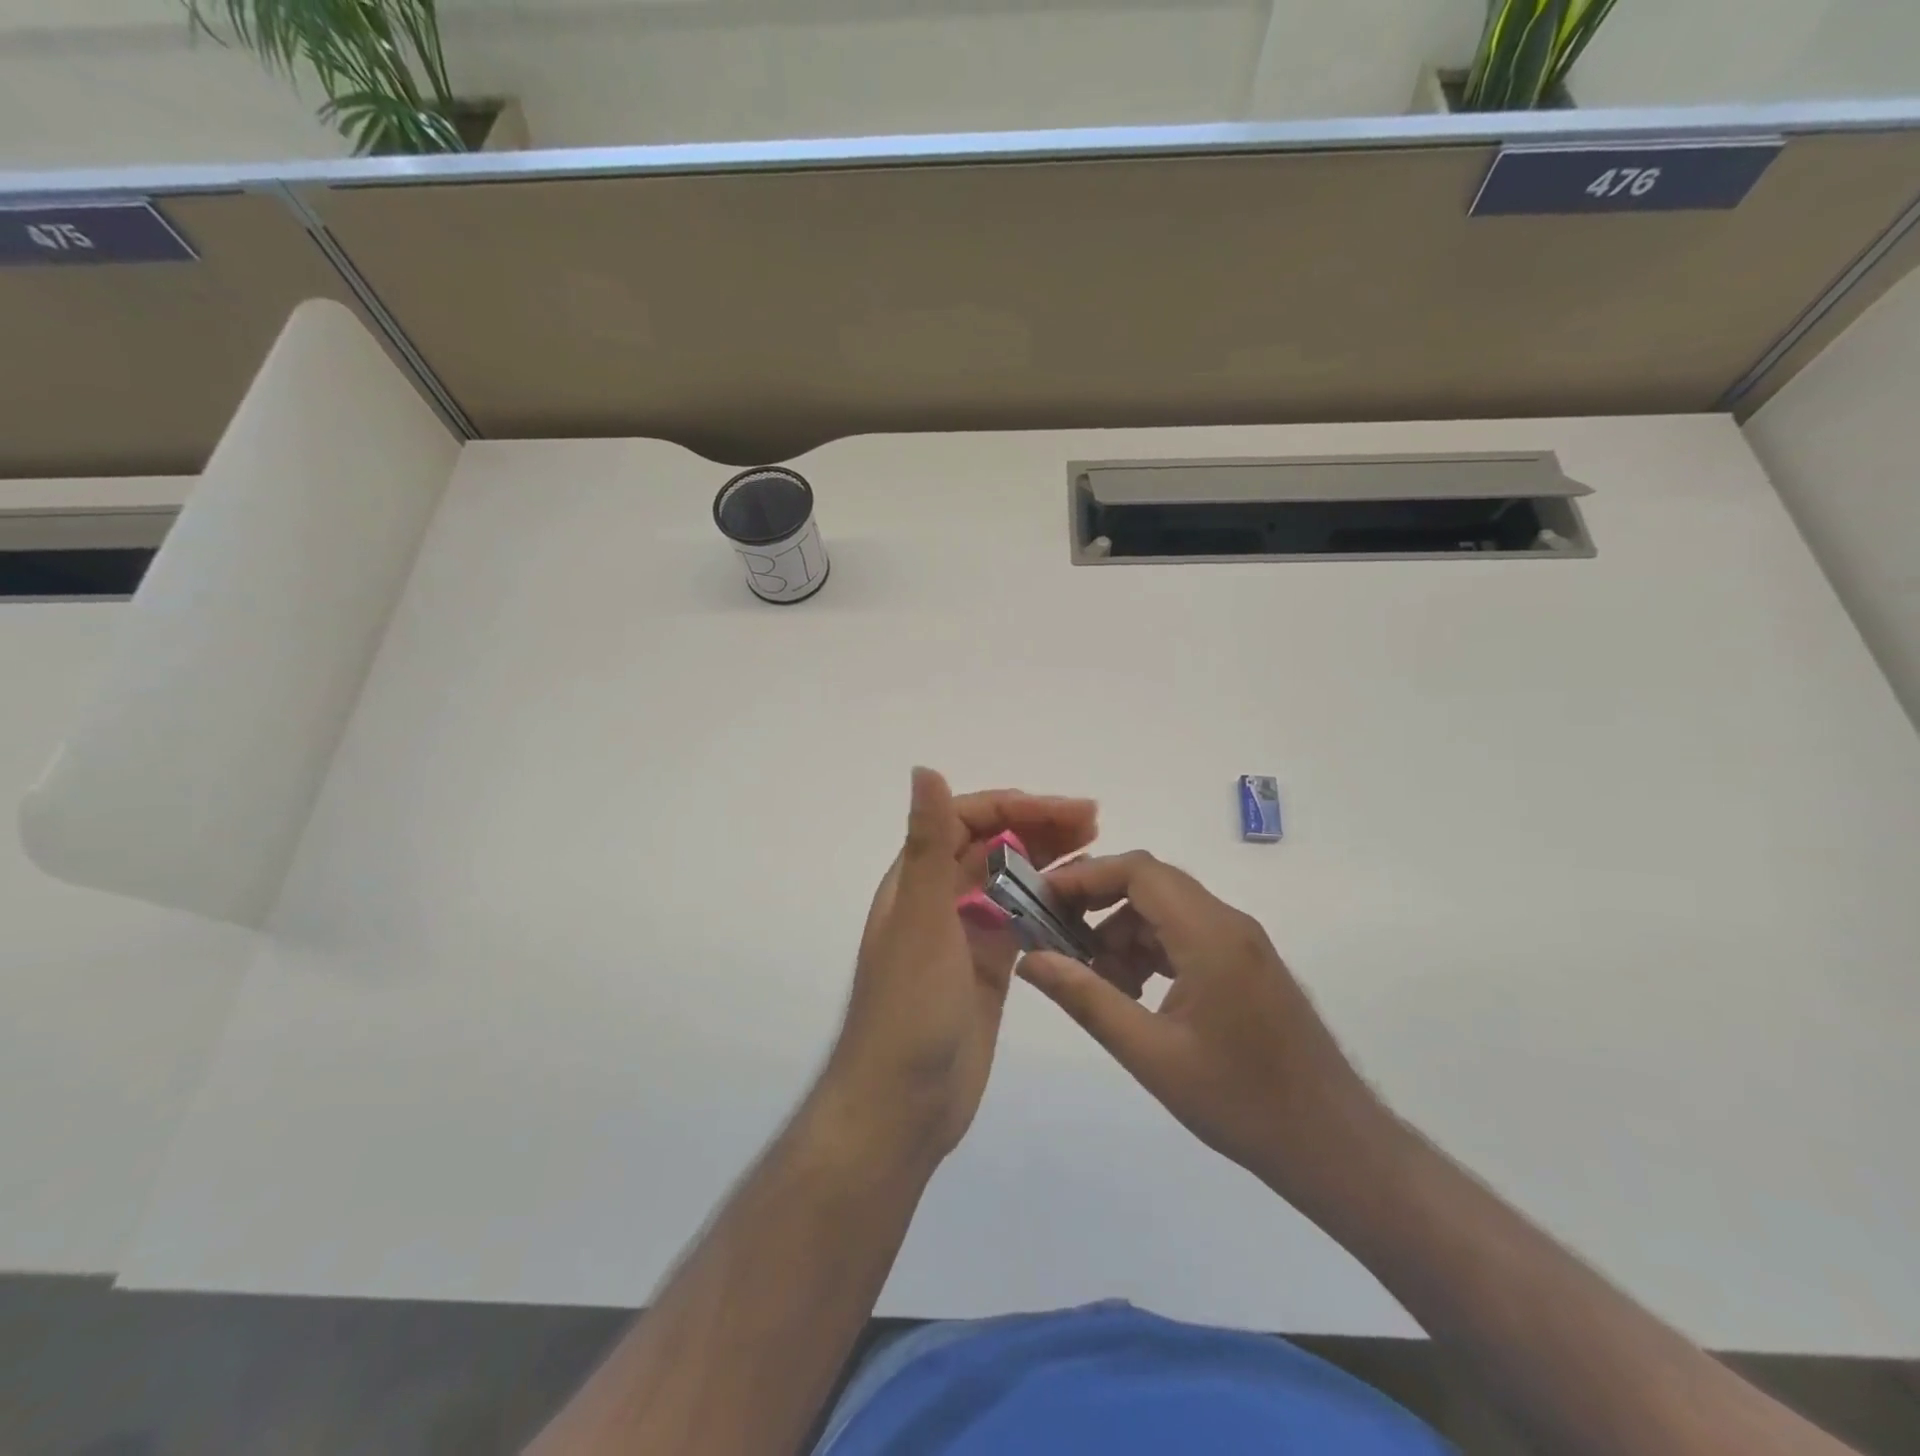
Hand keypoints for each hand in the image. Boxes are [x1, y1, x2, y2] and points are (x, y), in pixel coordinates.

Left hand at [820, 769, 1097, 1165]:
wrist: (903, 1104)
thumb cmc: (909, 1007)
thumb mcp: (921, 919)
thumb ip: (927, 844)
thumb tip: (923, 768)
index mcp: (917, 880)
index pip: (965, 820)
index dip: (1014, 807)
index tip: (1065, 810)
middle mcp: (939, 899)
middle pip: (992, 846)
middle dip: (1039, 827)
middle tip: (1096, 822)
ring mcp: (965, 935)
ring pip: (1010, 882)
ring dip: (1047, 861)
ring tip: (1096, 850)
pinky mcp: (988, 968)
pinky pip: (1022, 923)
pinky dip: (1048, 906)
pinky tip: (1081, 902)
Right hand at [1018, 852, 1387, 1200]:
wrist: (1334, 1146)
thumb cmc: (1240, 1102)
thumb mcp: (1150, 1054)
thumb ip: (1086, 998)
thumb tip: (1030, 959)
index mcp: (1210, 934)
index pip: (1138, 871)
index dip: (1084, 877)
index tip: (1040, 901)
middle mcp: (1228, 923)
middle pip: (1150, 885)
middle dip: (1096, 903)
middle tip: (1054, 938)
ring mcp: (1241, 943)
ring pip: (1166, 910)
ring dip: (1122, 932)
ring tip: (1096, 982)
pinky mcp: (1245, 964)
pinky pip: (1186, 935)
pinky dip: (1150, 951)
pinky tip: (1133, 994)